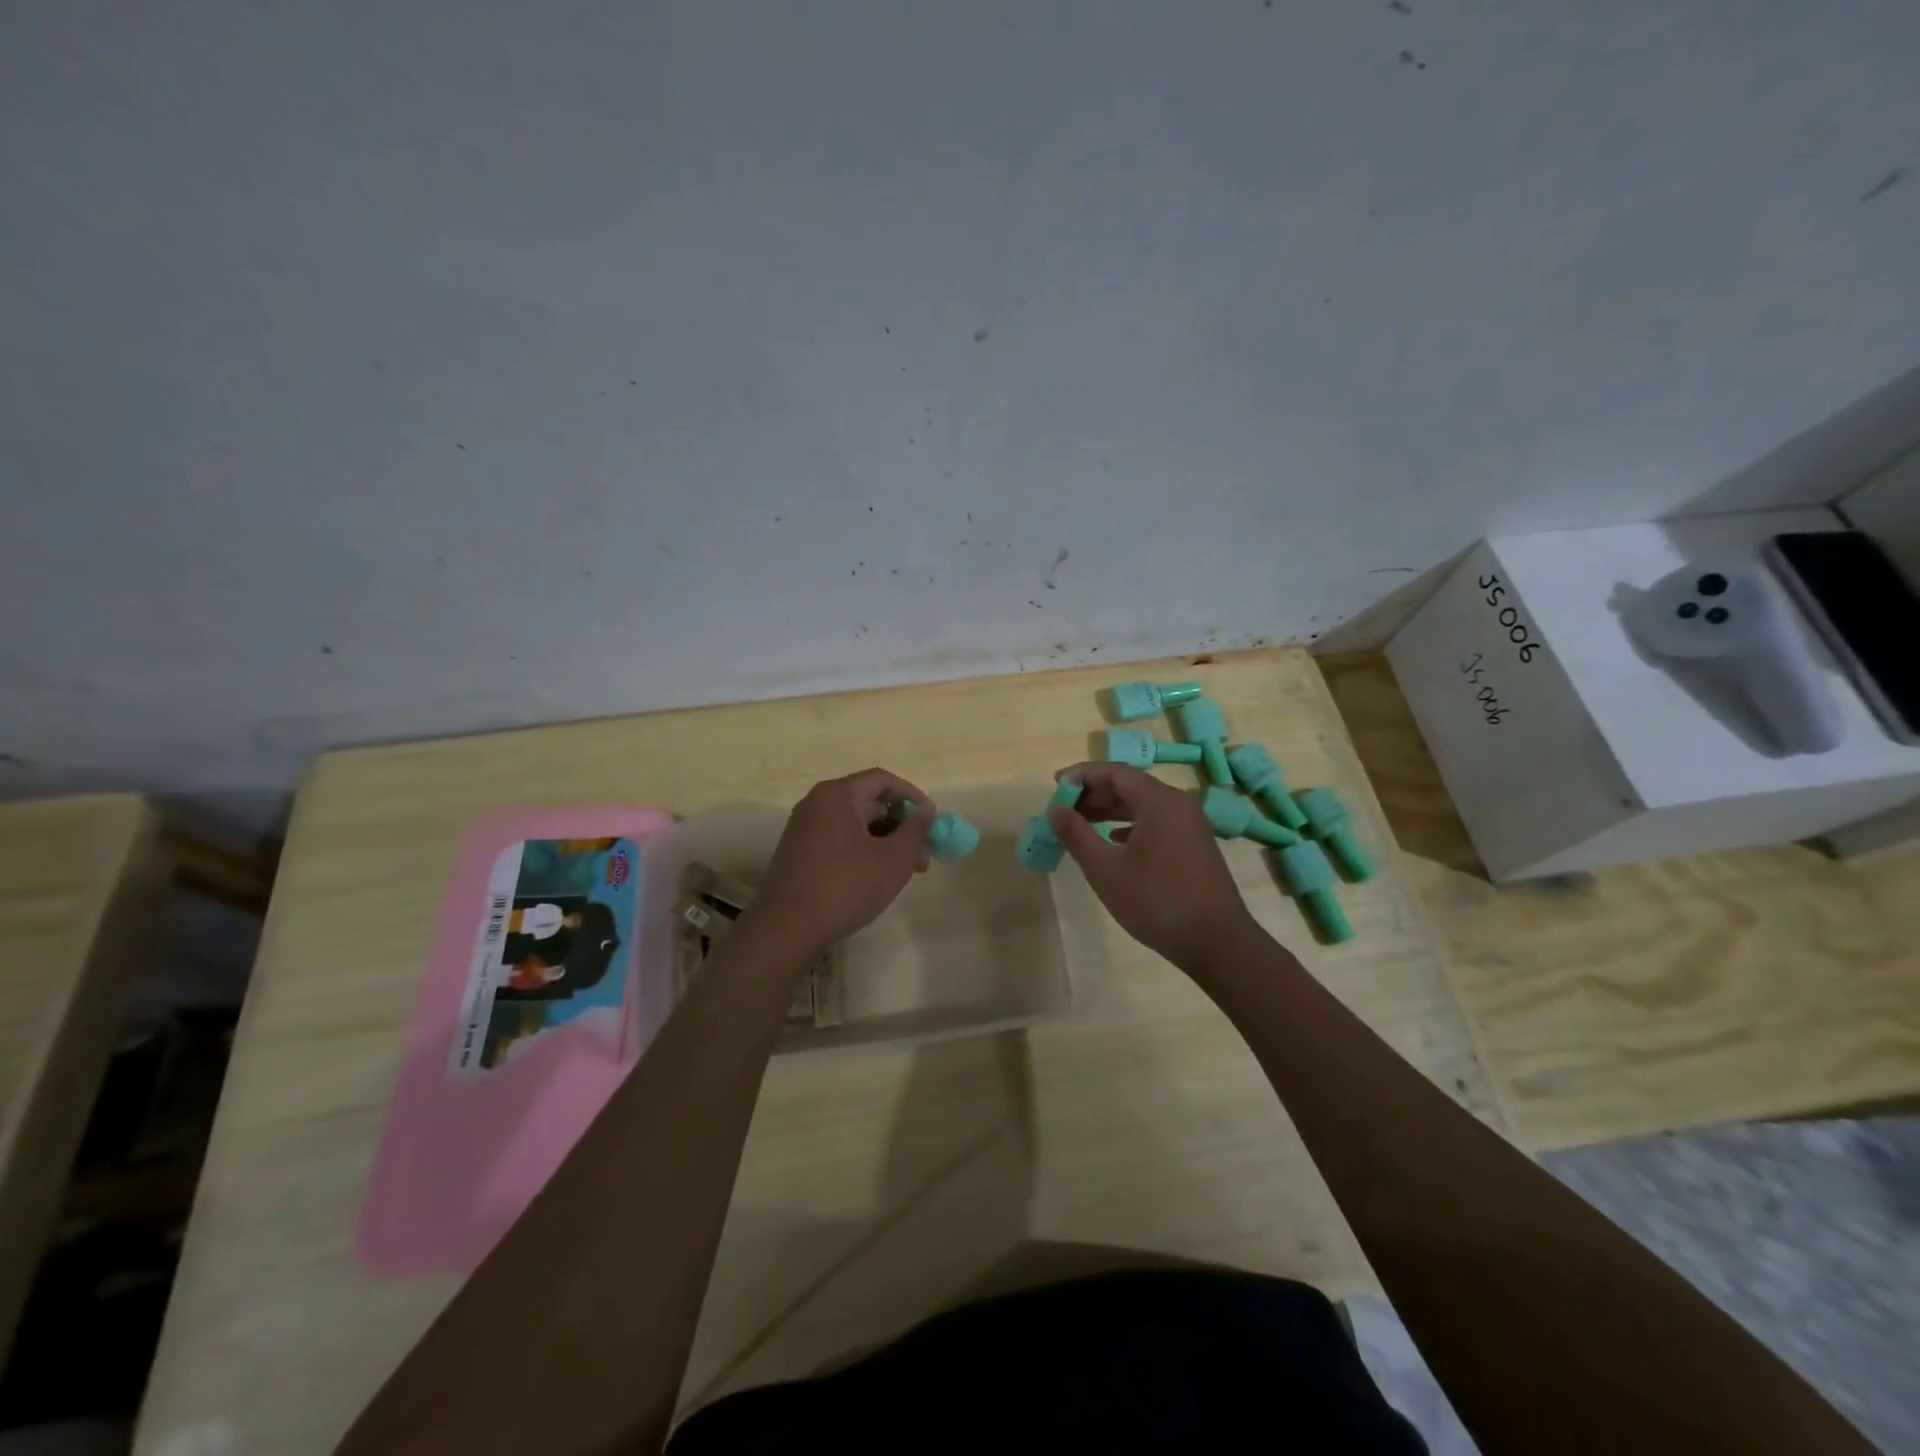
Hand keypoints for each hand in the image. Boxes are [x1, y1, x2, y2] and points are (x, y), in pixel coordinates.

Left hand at [751, 767, 936, 953]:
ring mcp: (804, 829)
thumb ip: (915, 830)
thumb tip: (926, 811)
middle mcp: (817, 804)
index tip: (932, 820)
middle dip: (901, 826)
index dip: (912, 796)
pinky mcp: (798, 853)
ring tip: (905, 873)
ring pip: (855, 825)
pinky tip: (876, 879)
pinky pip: (838, 840)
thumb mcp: (893, 859)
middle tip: (923, 856)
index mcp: (838, 795)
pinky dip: (863, 852)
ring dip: (884, 842)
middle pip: (868, 802)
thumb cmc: (846, 886)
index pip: (882, 780)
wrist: (786, 928)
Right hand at [1047, 762, 1258, 969]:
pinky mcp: (1194, 845)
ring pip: (1143, 805)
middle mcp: (1178, 804)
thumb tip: (1055, 810)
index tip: (1055, 785)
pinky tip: (1114, 841)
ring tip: (1081, 823)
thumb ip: (1076, 834)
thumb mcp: (1105, 869)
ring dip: (1110, 811)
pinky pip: (1156, 822)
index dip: (1082, 775)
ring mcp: (1190, 825)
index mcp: (1159, 801)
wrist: (1217, 942)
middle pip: (1130, 786)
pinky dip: (1130, 825)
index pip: (1115, 772)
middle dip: (1094, 793)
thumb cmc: (1156, 901)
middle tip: (1064, 808)